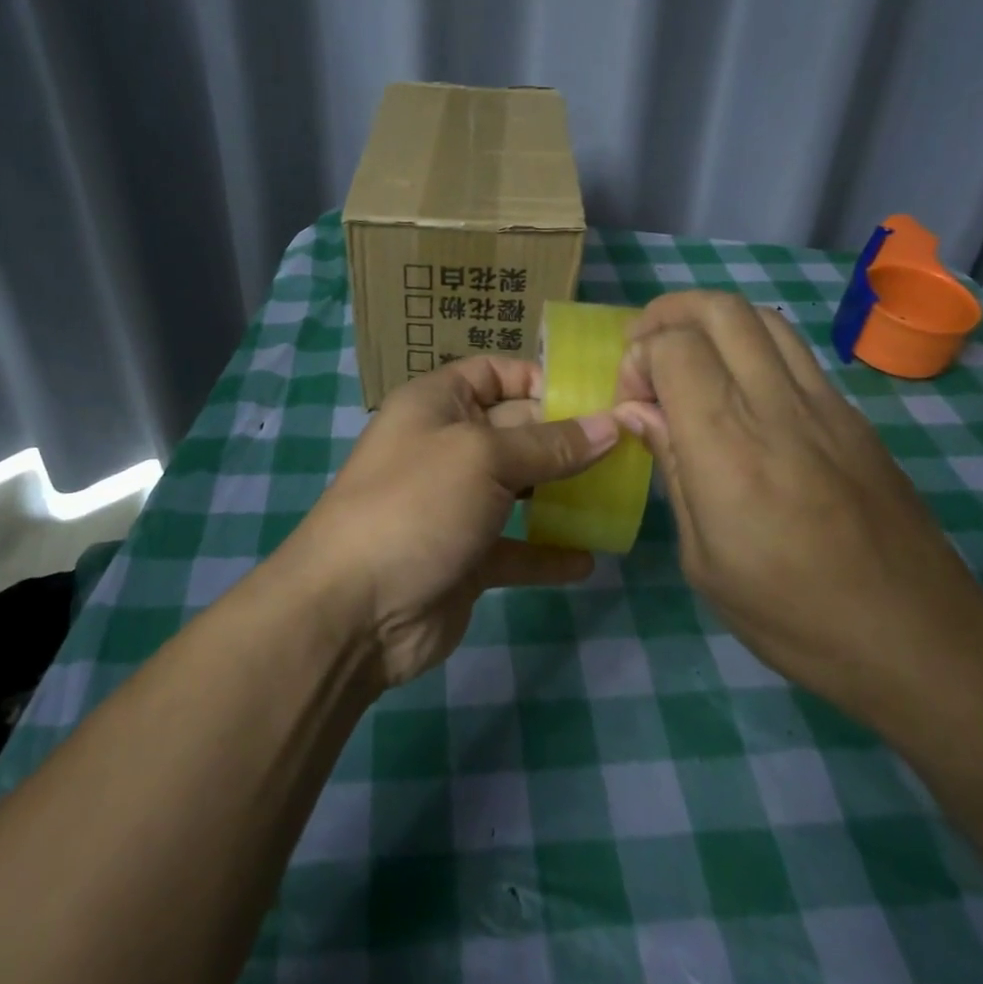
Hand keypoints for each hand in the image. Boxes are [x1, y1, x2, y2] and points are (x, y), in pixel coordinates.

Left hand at [288, 356, 616, 686]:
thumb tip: (612, 425)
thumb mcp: (484, 458)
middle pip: (516, 430)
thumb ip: (550, 444)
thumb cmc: (417, 505)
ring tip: (616, 498)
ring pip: (520, 490)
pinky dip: (548, 553)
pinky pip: (515, 548)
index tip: (595, 399)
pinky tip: (587, 560)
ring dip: (563, 495)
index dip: (540, 379)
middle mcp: (446, 447)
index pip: (494, 373)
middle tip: (627, 449)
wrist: (354, 610)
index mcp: (437, 404)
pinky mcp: (465, 557)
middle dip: (567, 438)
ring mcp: (455, 505)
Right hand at [614, 291, 982, 720]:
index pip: (673, 347)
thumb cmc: (792, 615)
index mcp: (727, 445)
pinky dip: (752, 345)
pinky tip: (741, 389)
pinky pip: (794, 350)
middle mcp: (776, 405)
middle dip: (668, 313)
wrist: (918, 639)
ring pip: (762, 316)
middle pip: (719, 309)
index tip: (632, 401)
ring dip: (713, 319)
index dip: (638, 357)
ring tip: (691, 356)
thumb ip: (672, 468)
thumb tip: (639, 411)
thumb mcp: (704, 560)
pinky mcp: (854, 415)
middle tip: (646, 350)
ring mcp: (824, 404)